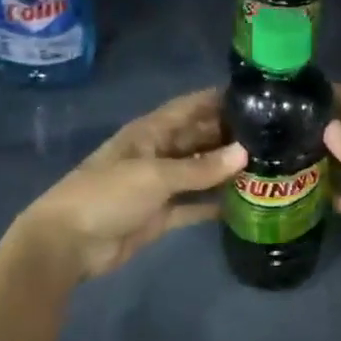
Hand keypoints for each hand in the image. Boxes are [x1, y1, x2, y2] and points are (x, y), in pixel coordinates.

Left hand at [11, 89, 245, 283]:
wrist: (68, 244)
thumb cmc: (107, 195)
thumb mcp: (155, 176)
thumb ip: (200, 169)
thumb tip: (244, 154)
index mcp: (149, 132)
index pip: (189, 108)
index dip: (217, 100)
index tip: (254, 96)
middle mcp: (157, 153)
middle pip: (197, 139)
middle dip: (228, 136)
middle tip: (272, 135)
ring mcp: (158, 185)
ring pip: (198, 172)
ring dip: (225, 170)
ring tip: (267, 166)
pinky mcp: (160, 215)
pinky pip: (193, 205)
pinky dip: (213, 204)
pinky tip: (244, 203)